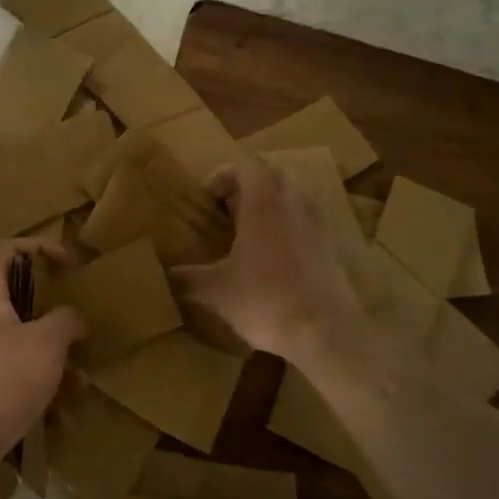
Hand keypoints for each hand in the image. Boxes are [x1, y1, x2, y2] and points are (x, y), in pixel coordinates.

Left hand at [0, 241, 85, 467]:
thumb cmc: (2, 380)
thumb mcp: (46, 343)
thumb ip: (65, 320)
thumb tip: (71, 318)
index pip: (7, 250)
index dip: (39, 247)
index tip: (69, 263)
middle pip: (19, 299)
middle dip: (55, 314)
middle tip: (80, 325)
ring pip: (23, 342)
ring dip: (54, 358)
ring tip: (81, 382)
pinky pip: (17, 375)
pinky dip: (40, 386)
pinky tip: (62, 415)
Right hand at [171, 157, 363, 362]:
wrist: (327, 332)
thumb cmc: (266, 299)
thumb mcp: (217, 290)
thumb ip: (188, 278)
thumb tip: (164, 275)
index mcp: (265, 202)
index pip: (246, 165)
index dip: (223, 174)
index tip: (207, 197)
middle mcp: (295, 203)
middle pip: (274, 175)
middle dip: (250, 185)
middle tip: (228, 208)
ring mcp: (320, 224)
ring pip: (295, 196)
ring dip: (274, 204)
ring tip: (252, 231)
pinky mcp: (334, 247)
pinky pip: (309, 222)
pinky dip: (291, 227)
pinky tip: (277, 256)